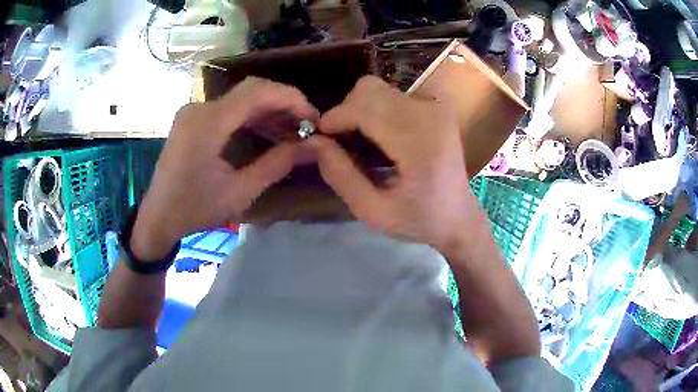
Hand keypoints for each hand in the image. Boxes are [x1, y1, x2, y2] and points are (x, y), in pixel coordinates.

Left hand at [131, 77, 317, 259]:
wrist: (158, 216)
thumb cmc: (195, 209)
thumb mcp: (239, 192)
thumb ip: (276, 165)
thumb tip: (313, 147)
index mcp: (208, 123)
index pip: (257, 92)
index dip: (290, 98)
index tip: (314, 117)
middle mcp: (200, 108)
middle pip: (251, 89)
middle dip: (283, 102)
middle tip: (307, 124)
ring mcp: (194, 111)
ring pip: (241, 98)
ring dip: (269, 110)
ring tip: (292, 131)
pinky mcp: (193, 119)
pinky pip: (229, 109)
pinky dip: (251, 117)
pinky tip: (268, 132)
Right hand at [309, 76, 475, 252]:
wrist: (459, 215)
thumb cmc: (418, 220)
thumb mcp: (372, 211)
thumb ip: (340, 175)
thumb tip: (314, 141)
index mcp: (419, 143)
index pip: (364, 108)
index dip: (335, 118)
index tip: (321, 137)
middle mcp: (431, 114)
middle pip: (368, 90)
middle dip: (346, 112)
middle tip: (342, 143)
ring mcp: (437, 106)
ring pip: (378, 89)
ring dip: (360, 111)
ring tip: (362, 143)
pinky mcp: (437, 104)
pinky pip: (392, 95)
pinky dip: (377, 111)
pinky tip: (381, 137)